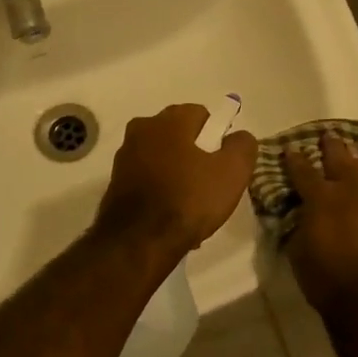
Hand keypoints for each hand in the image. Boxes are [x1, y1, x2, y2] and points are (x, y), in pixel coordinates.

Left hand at [95, 104, 259, 260]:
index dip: (217, 136)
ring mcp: (124, 156)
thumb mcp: (232, 172)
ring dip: (178, 175)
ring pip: (163, 159)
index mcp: (168, 120)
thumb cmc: (189, 199)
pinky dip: (161, 191)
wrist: (139, 242)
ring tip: (192, 206)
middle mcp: (141, 129)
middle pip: (180, 135)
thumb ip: (242, 146)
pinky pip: (148, 180)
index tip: (224, 163)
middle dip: (196, 155)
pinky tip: (172, 216)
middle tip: (211, 184)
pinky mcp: (115, 183)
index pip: (201, 114)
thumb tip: (238, 137)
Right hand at [283, 132, 357, 313]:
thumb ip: (301, 227)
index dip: (295, 159)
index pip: (303, 171)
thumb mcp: (300, 253)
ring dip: (357, 164)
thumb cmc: (329, 281)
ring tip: (354, 153)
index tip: (290, 148)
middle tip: (329, 134)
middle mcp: (352, 193)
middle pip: (341, 160)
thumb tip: (302, 216)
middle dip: (333, 147)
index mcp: (322, 199)